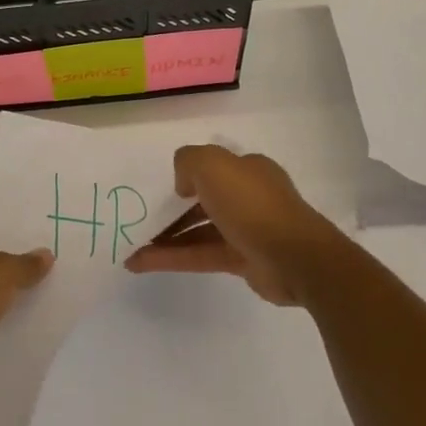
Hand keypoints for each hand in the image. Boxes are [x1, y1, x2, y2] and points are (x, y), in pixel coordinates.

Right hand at [124, 145, 345, 305]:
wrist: (294, 257)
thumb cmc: (252, 203)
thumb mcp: (213, 165)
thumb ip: (189, 162)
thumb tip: (183, 184)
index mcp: (247, 169)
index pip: (212, 167)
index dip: (185, 175)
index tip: (159, 188)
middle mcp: (248, 196)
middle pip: (203, 200)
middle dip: (171, 209)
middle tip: (140, 218)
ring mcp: (246, 230)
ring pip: (198, 230)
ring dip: (165, 237)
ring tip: (131, 245)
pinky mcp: (241, 260)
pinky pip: (199, 255)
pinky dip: (171, 258)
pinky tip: (141, 263)